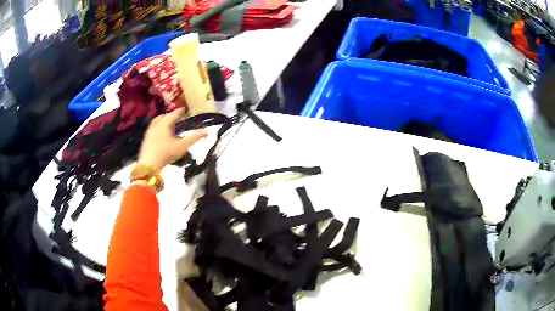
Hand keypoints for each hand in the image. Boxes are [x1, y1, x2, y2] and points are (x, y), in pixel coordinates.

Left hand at [138, 108, 207, 170]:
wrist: (149, 164)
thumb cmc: (166, 153)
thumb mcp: (182, 146)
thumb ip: (194, 138)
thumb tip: (207, 131)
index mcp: (166, 122)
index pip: (175, 113)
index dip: (181, 111)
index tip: (185, 110)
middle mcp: (157, 123)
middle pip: (166, 116)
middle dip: (172, 115)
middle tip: (178, 117)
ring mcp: (150, 129)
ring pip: (158, 120)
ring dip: (165, 120)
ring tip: (170, 124)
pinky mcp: (147, 136)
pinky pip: (154, 127)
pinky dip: (159, 126)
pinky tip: (162, 133)